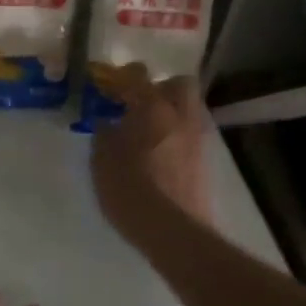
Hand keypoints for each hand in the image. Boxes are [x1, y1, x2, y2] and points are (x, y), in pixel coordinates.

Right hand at [90, 69, 213, 246]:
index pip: (138, 77)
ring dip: (170, 113)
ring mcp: (197, 139)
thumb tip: (108, 123)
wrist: (171, 229)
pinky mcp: (204, 162)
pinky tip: (158, 154)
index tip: (110, 83)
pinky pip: (190, 135)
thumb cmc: (128, 188)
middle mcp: (180, 117)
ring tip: (147, 131)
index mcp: (152, 109)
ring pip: (188, 110)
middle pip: (180, 84)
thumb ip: (104, 134)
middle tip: (138, 103)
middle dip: (161, 87)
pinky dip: (175, 136)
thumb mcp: (102, 159)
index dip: (123, 76)